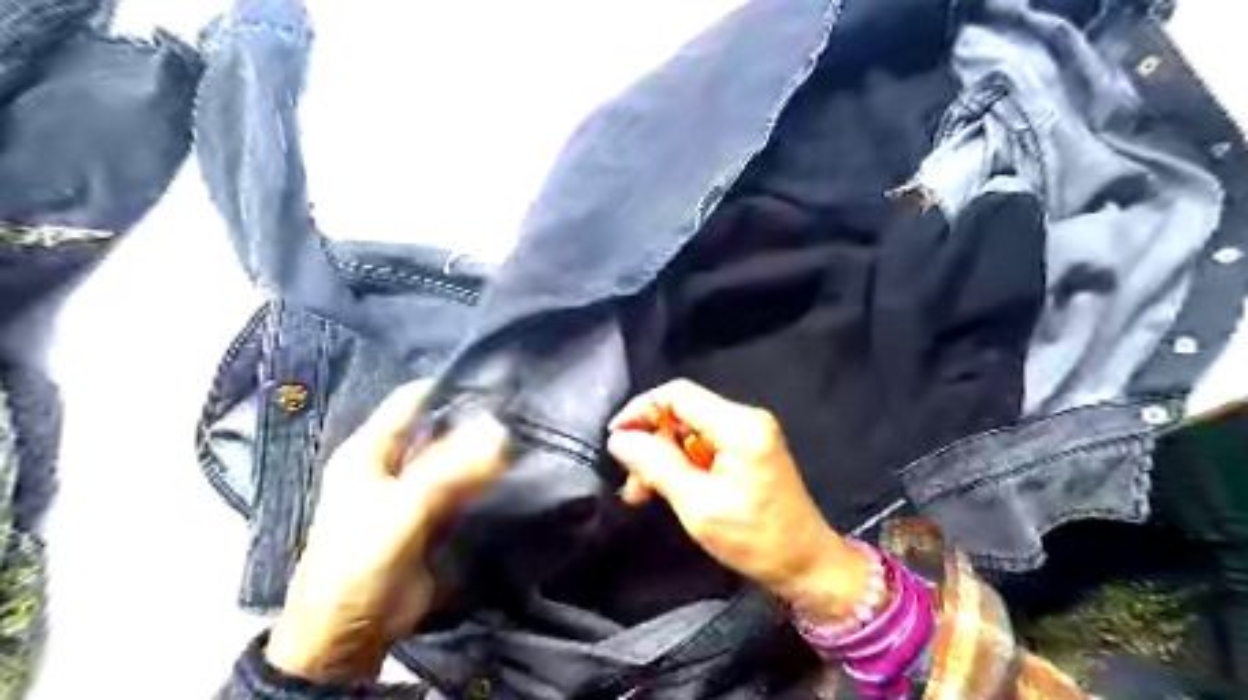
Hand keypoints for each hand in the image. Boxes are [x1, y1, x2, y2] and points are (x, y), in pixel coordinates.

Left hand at [265, 381, 508, 680]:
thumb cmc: (361, 559)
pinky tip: (511, 473)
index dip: (448, 389)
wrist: (352, 631)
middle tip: (519, 415)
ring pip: (453, 460)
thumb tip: (500, 432)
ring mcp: (413, 492)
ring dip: (482, 454)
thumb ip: (451, 469)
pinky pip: (462, 490)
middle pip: (437, 431)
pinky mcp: (432, 518)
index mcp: (369, 451)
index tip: (493, 384)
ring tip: (524, 439)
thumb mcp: (403, 506)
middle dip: (473, 424)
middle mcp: (391, 465)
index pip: (411, 403)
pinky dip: (484, 481)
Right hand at [611, 380, 870, 624]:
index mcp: (739, 426)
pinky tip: (666, 488)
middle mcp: (746, 419)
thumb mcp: (698, 505)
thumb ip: (656, 466)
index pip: (678, 394)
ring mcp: (749, 432)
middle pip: (682, 412)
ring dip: (662, 457)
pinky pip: (703, 444)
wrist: (807, 564)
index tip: (616, 439)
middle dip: (651, 442)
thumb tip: (620, 439)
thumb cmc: (756, 540)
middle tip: (631, 481)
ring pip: (688, 429)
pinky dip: (681, 463)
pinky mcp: (748, 448)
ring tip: (642, 492)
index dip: (641, 410)